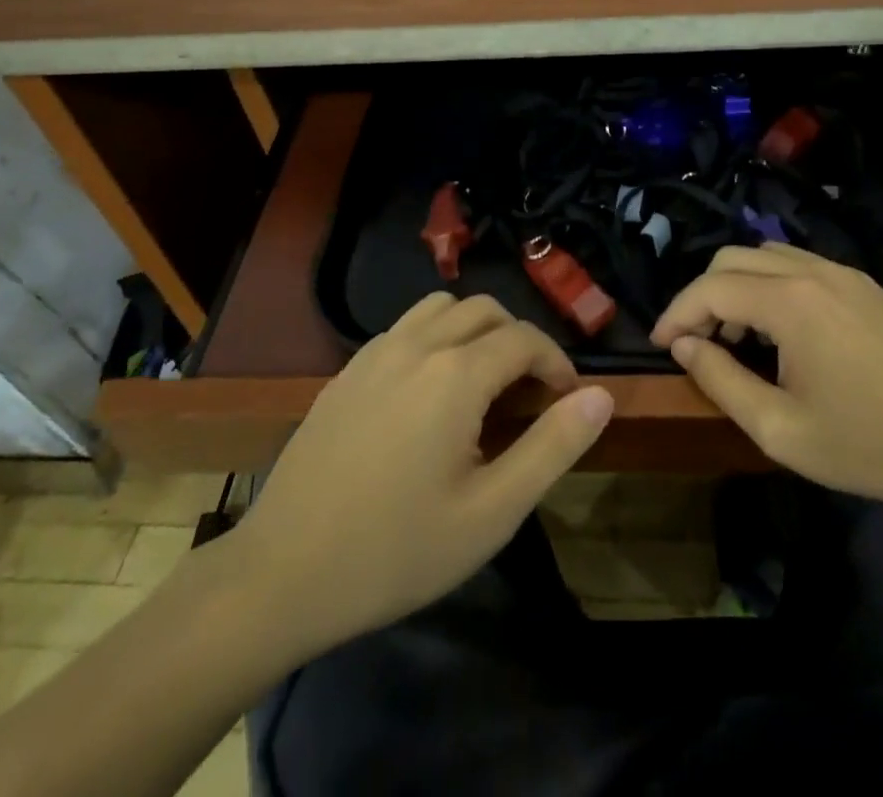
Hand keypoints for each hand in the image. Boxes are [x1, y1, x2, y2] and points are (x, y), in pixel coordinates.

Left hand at [220, 294, 612, 664]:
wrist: (280, 575)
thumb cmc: (397, 551)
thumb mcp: (492, 512)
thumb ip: (553, 447)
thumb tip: (601, 396)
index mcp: (456, 374)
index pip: (525, 339)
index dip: (557, 363)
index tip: (567, 400)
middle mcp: (416, 345)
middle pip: (485, 310)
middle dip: (519, 340)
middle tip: (529, 392)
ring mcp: (374, 353)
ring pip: (441, 307)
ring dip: (475, 329)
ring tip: (483, 382)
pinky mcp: (347, 370)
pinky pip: (405, 328)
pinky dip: (435, 337)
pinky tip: (429, 393)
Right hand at [651, 243, 882, 512]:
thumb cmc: (868, 445)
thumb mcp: (780, 430)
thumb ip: (721, 381)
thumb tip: (684, 345)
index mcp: (791, 302)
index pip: (711, 288)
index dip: (676, 313)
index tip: (660, 345)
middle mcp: (813, 270)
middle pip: (732, 259)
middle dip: (703, 296)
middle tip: (697, 343)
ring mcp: (843, 273)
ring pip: (765, 255)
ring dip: (736, 287)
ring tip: (736, 338)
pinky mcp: (863, 284)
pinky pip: (798, 265)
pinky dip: (769, 285)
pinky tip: (779, 331)